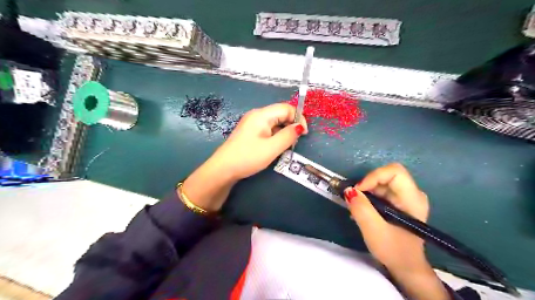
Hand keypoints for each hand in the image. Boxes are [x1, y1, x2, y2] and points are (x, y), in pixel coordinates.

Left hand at [210, 103, 306, 179]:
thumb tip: (300, 127)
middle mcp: (257, 115)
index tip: (303, 134)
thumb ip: (288, 136)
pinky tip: (274, 147)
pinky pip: (268, 129)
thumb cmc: (248, 157)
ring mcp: (252, 123)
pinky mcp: (250, 132)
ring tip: (285, 147)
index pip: (286, 108)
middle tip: (294, 142)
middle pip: (280, 114)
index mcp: (262, 115)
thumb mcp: (272, 148)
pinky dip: (275, 136)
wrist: (223, 169)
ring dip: (283, 132)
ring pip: (275, 123)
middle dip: (291, 125)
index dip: (298, 118)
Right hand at [345, 164, 428, 271]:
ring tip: (357, 208)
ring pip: (381, 182)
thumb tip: (348, 190)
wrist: (406, 267)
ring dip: (366, 192)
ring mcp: (406, 197)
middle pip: (386, 175)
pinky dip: (368, 197)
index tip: (358, 190)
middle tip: (355, 200)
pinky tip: (363, 211)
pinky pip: (381, 191)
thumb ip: (361, 209)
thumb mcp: (374, 230)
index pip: (394, 171)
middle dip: (367, 185)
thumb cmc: (394, 250)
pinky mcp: (399, 202)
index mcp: (412, 198)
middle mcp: (412, 193)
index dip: (374, 176)